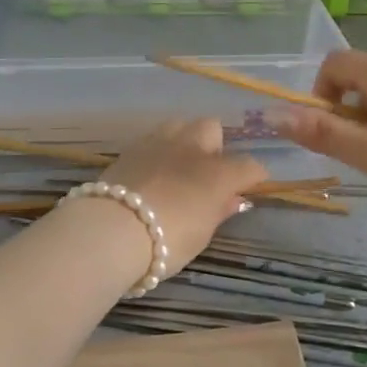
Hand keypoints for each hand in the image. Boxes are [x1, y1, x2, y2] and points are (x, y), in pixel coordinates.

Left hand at [96, 119, 267, 278]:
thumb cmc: (167, 241)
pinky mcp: (131, 148)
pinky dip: (159, 151)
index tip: (249, 189)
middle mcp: (192, 148)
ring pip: (181, 125)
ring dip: (185, 142)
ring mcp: (159, 143)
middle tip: (207, 174)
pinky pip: (154, 139)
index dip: (253, 177)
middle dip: (215, 146)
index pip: (249, 165)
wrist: (112, 231)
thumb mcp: (201, 234)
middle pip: (212, 129)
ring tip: (178, 167)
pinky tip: (153, 172)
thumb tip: (233, 199)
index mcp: (218, 172)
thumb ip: (219, 210)